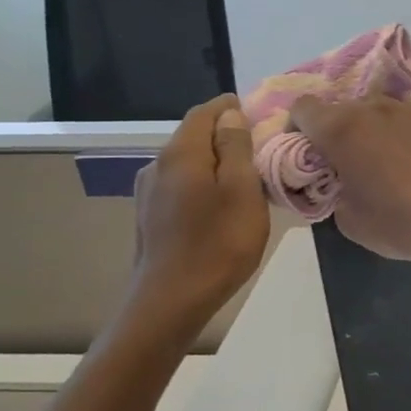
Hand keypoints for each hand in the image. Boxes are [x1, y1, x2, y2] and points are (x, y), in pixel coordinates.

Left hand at [129, 95, 269, 324]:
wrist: (170, 303)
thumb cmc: (217, 244)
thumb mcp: (242, 191)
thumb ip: (236, 148)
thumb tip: (230, 115)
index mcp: (181, 154)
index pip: (204, 113)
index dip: (230, 107)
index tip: (259, 114)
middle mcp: (157, 166)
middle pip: (194, 136)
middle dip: (225, 135)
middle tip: (261, 147)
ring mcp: (149, 193)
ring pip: (188, 163)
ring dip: (216, 162)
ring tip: (246, 178)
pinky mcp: (149, 217)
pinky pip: (181, 185)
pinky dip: (203, 183)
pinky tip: (220, 204)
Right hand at [290, 95, 410, 273]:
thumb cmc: (400, 223)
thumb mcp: (349, 220)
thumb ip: (336, 190)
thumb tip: (344, 183)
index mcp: (342, 129)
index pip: (303, 108)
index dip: (299, 128)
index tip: (308, 153)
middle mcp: (374, 108)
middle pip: (343, 109)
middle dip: (338, 131)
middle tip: (347, 163)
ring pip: (379, 111)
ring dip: (373, 131)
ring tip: (386, 163)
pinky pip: (410, 122)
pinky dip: (405, 136)